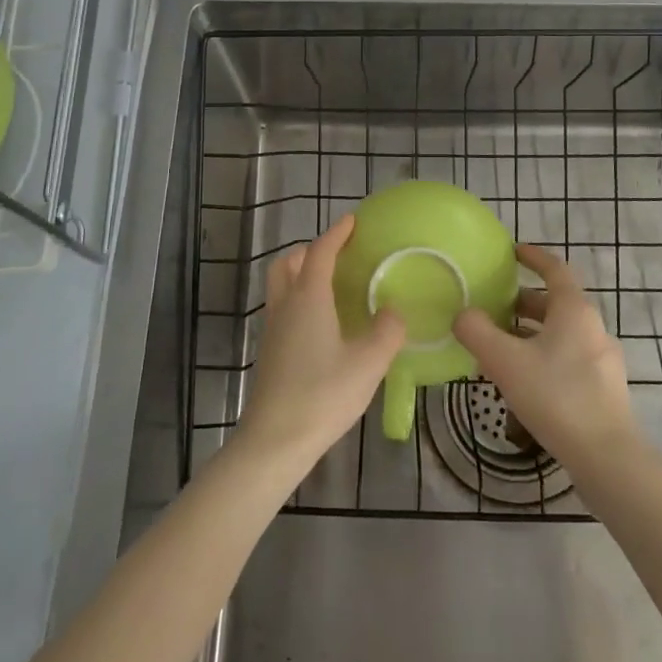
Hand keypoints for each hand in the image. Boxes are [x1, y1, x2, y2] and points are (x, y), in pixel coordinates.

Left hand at [235, 215, 405, 473]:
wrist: (275, 440)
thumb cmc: (323, 394)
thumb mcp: (368, 363)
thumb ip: (386, 331)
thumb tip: (392, 311)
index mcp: (308, 298)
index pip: (321, 252)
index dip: (336, 234)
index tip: (352, 221)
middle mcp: (285, 305)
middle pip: (289, 262)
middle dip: (311, 250)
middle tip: (337, 255)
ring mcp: (272, 329)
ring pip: (280, 285)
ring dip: (301, 274)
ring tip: (331, 286)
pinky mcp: (269, 351)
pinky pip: (282, 308)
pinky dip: (298, 299)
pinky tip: (321, 323)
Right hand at [453, 244, 639, 476]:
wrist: (606, 457)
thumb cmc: (555, 396)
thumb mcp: (505, 361)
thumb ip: (477, 332)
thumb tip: (462, 315)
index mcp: (574, 310)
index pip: (554, 269)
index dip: (533, 257)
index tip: (512, 252)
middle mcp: (593, 327)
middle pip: (556, 303)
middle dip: (523, 302)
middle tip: (493, 307)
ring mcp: (603, 359)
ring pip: (561, 333)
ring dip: (532, 332)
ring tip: (501, 347)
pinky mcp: (604, 389)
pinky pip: (569, 358)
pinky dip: (544, 356)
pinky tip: (524, 381)